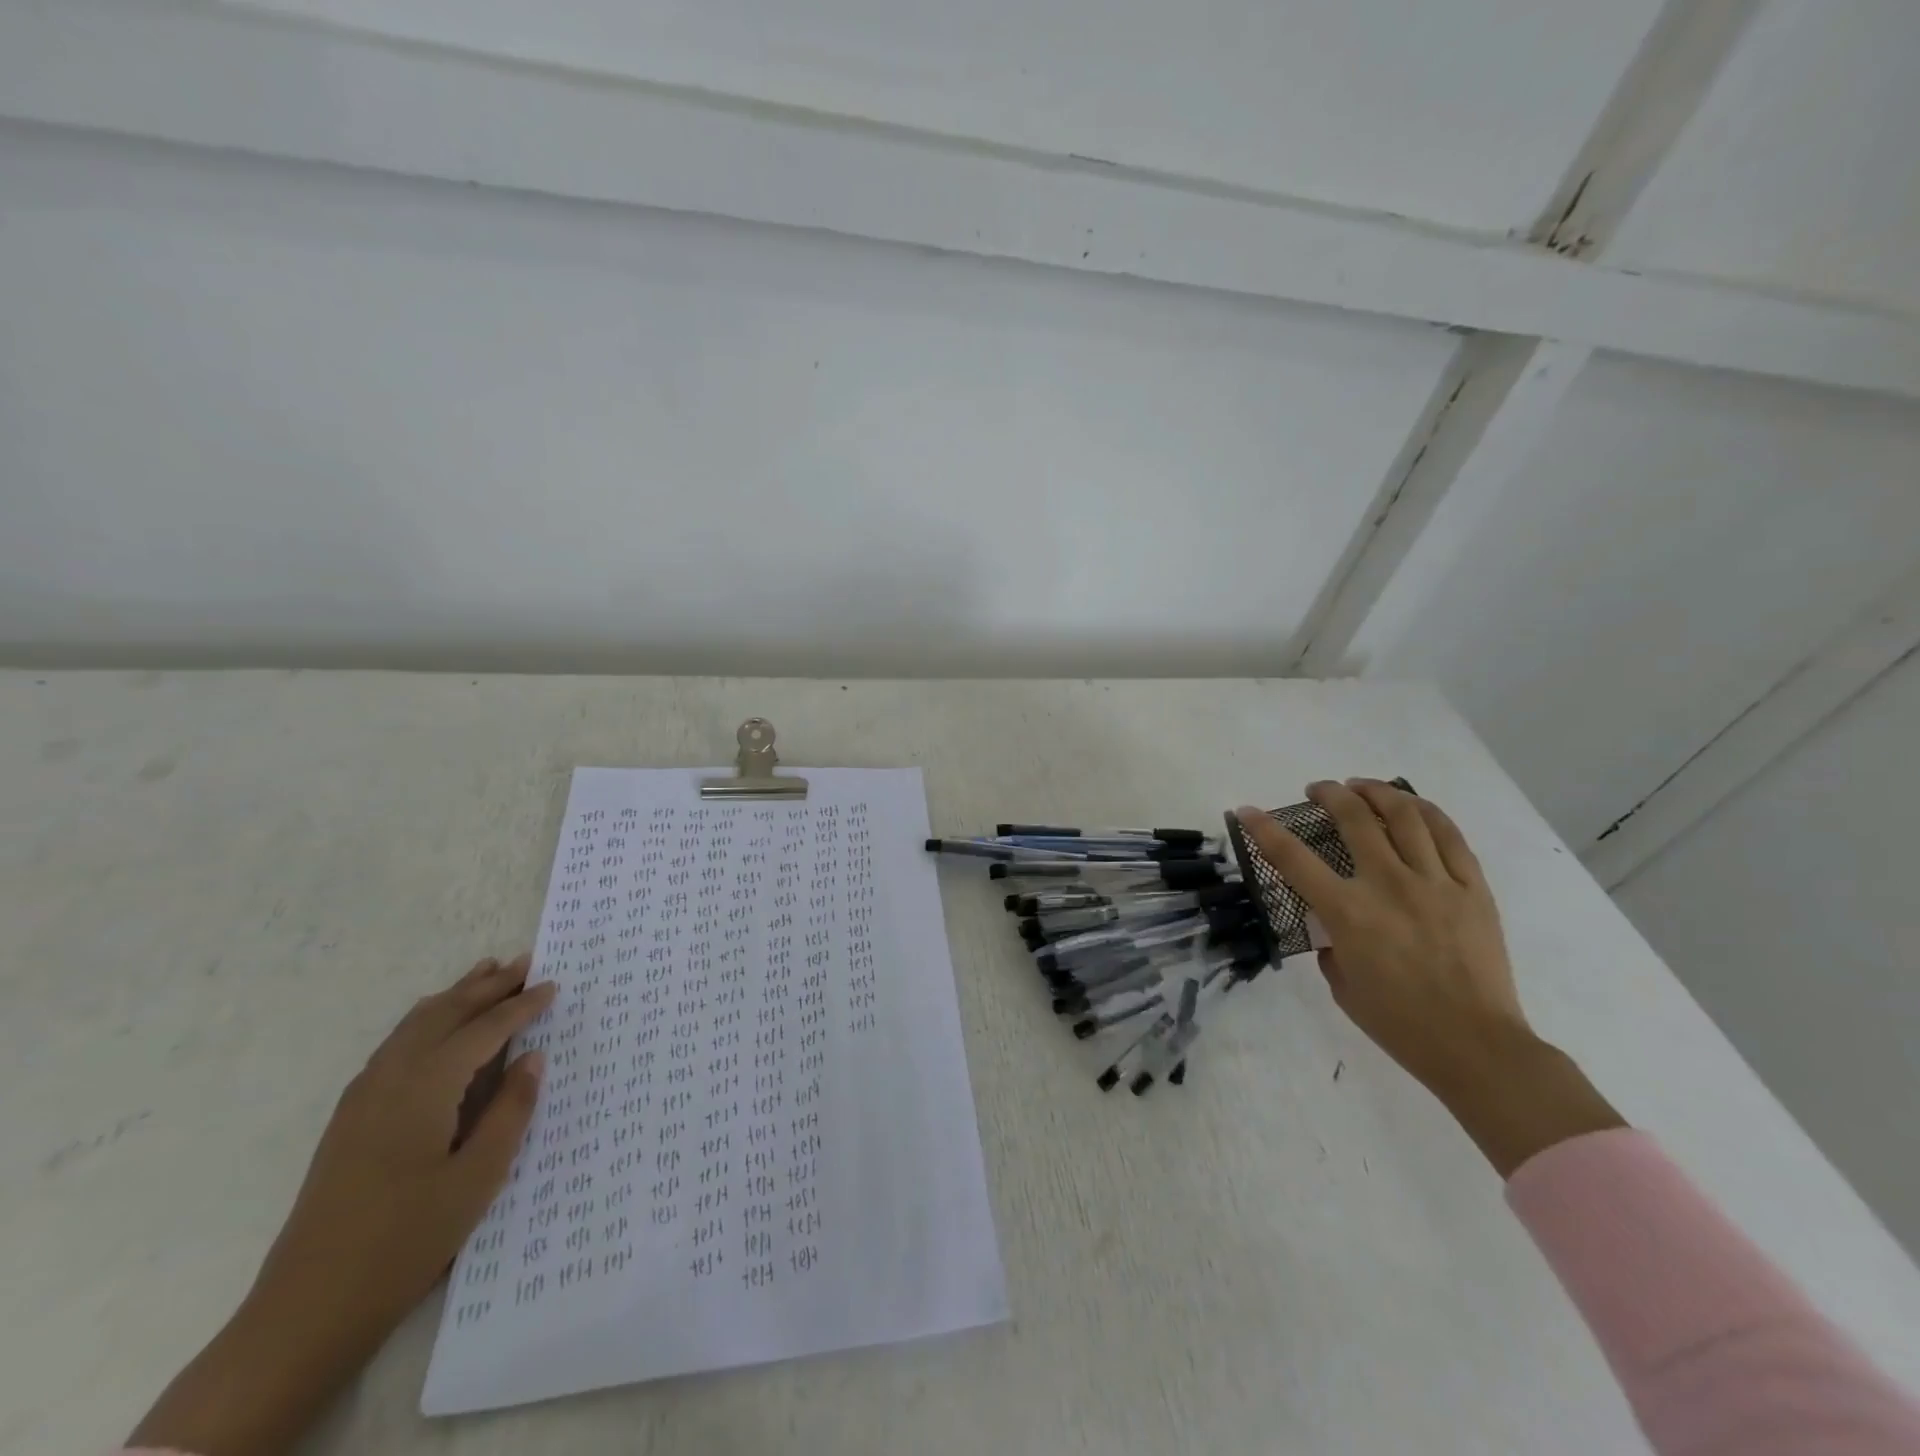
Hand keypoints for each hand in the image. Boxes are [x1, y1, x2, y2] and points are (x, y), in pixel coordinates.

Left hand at [130, 955, 554, 1455]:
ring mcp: (362, 1098)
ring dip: (454, 996)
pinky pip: (395, 1045)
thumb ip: (509, 1111)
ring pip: (414, 1025)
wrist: (306, 1310)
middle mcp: (390, 1078)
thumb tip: (533, 1058)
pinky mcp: (350, 1118)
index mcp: (425, 1087)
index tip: (553, 986)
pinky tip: (436, 1026)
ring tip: (484, 973)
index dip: (521, 1006)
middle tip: (524, 962)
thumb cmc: (406, 1241)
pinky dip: (426, 1021)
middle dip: (485, 986)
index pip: (483, 1030)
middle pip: (444, 1014)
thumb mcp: (477, 1178)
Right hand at [1237, 782, 1622, 1175]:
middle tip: (1319, 790)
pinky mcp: (1473, 889)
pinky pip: (1450, 837)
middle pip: (1355, 819)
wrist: (1477, 1047)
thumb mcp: (1342, 985)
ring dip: (1377, 792)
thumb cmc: (1399, 1023)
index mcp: (1348, 913)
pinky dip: (1428, 812)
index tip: (1247, 810)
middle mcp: (1389, 886)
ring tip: (1362, 787)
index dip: (1264, 829)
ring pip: (1405, 816)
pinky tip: (1413, 805)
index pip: (1293, 858)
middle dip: (1329, 795)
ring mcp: (1435, 883)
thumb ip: (1331, 946)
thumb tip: (1334, 928)